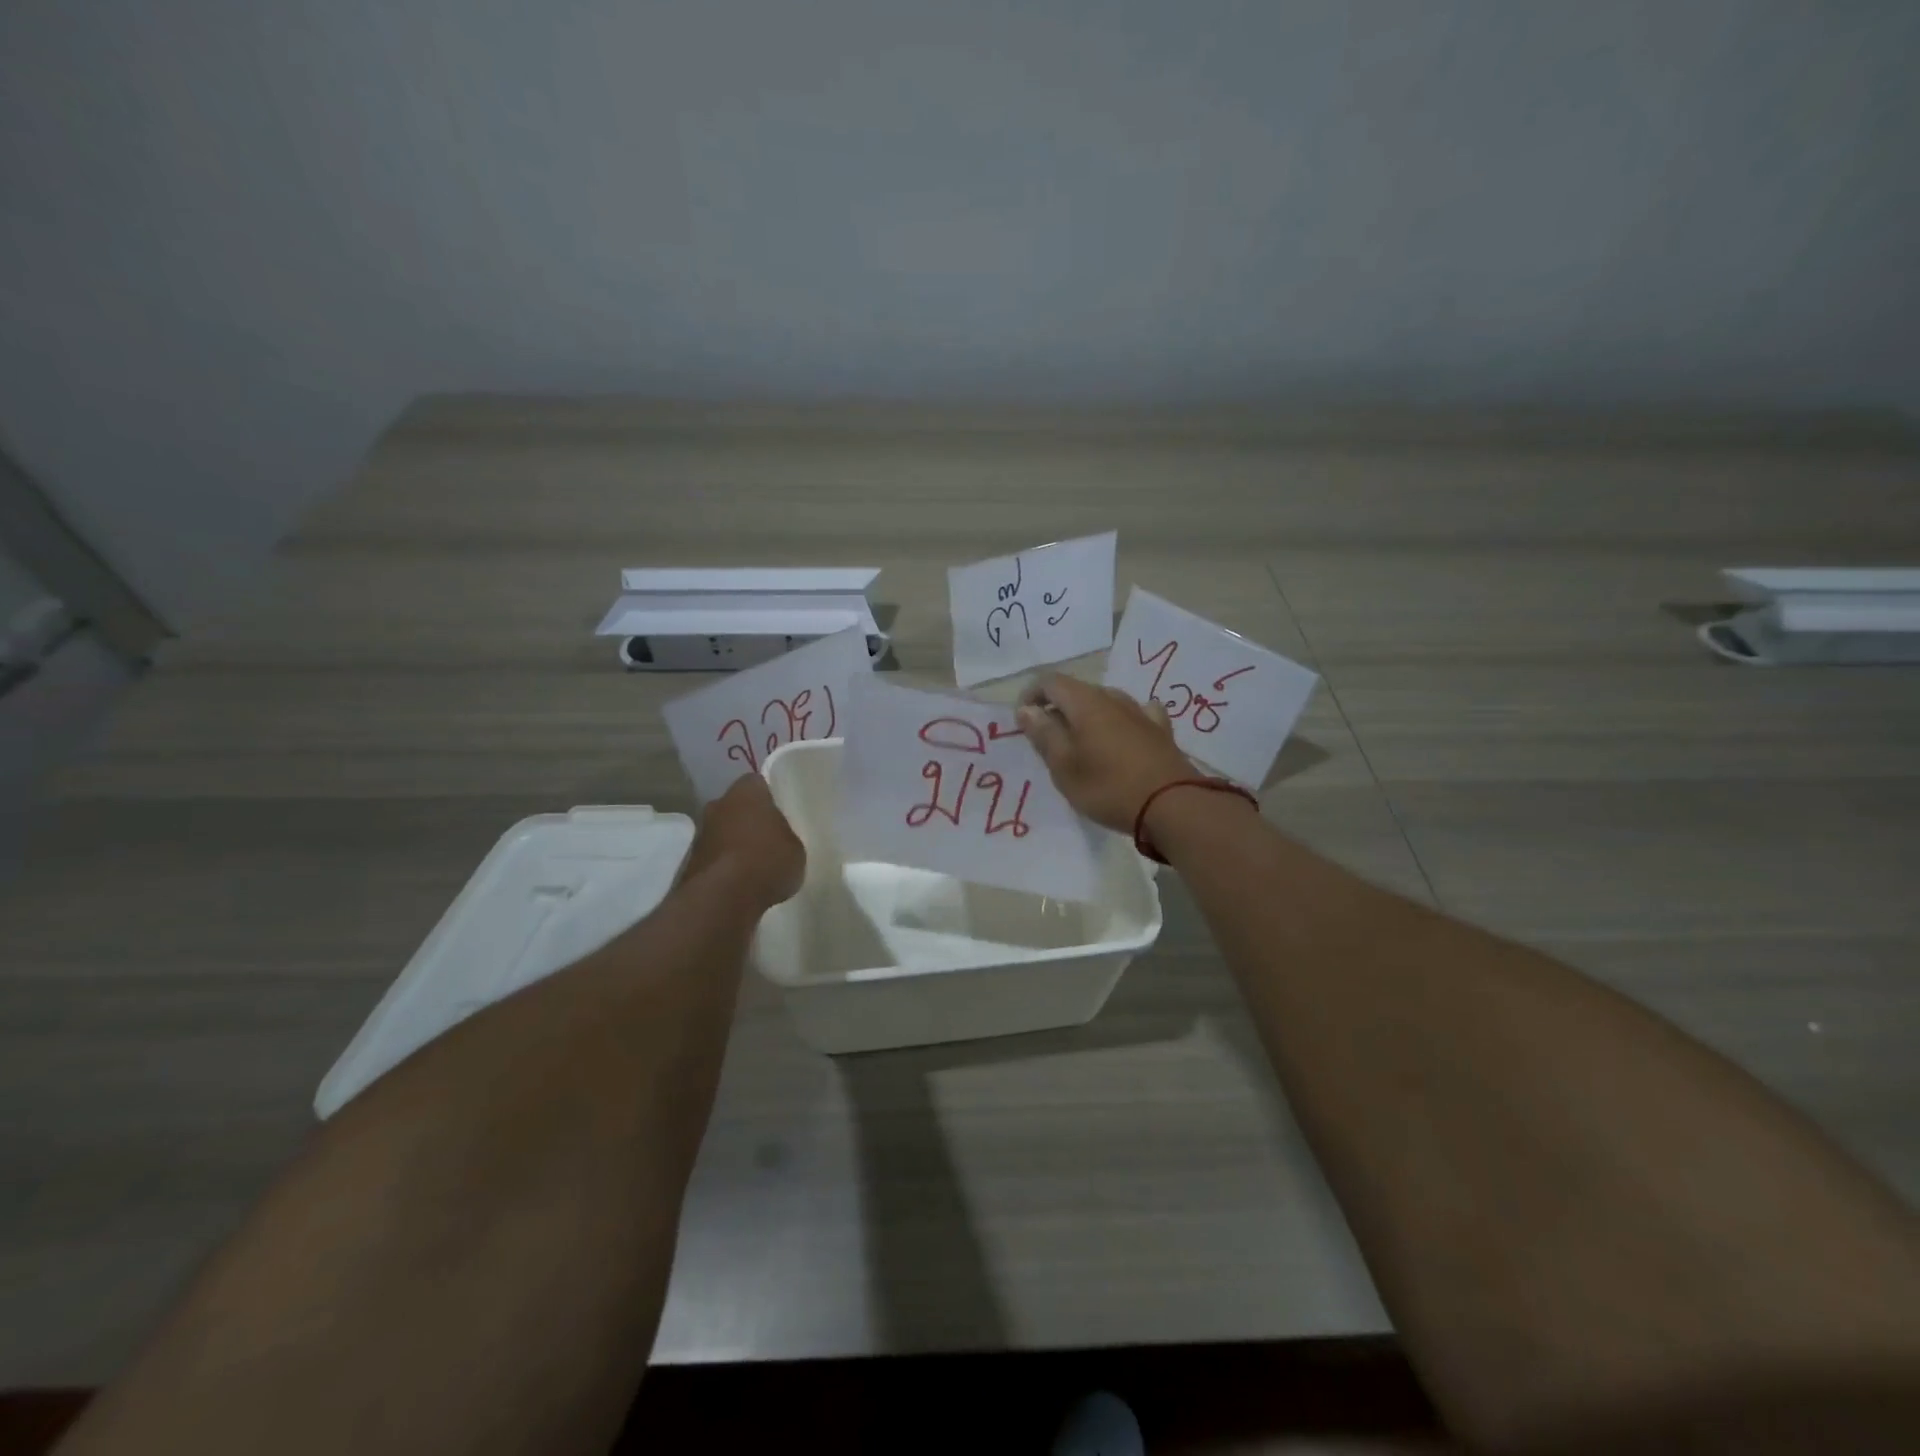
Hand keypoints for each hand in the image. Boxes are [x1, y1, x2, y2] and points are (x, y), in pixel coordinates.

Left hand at [680, 774, 805, 908]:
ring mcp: (701, 833)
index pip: (758, 783)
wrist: (723, 898)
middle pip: (736, 806)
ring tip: (756, 864)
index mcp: (746, 792)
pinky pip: (715, 856)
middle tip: (769, 837)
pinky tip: (741, 882)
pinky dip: (725, 865)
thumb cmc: (767, 861)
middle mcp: (718, 805)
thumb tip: (779, 839)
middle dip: (749, 819)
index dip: (769, 796)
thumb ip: (786, 836)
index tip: (780, 811)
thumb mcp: (795, 848)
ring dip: (734, 843)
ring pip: (723, 831)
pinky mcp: (690, 862)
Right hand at [1016, 673, 1196, 833]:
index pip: (1050, 682)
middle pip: (1077, 691)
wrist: (1173, 805)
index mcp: (1085, 703)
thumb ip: (1044, 734)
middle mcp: (1113, 698)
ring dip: (1087, 716)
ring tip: (1081, 744)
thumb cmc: (1108, 787)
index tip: (1022, 722)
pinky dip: (1120, 721)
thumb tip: (1026, 709)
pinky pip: (1134, 714)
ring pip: (1105, 702)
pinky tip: (1123, 733)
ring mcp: (1140, 712)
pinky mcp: (1160, 731)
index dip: (1030, 696)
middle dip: (1057, 709)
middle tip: (1048, 741)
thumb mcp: (1064, 766)